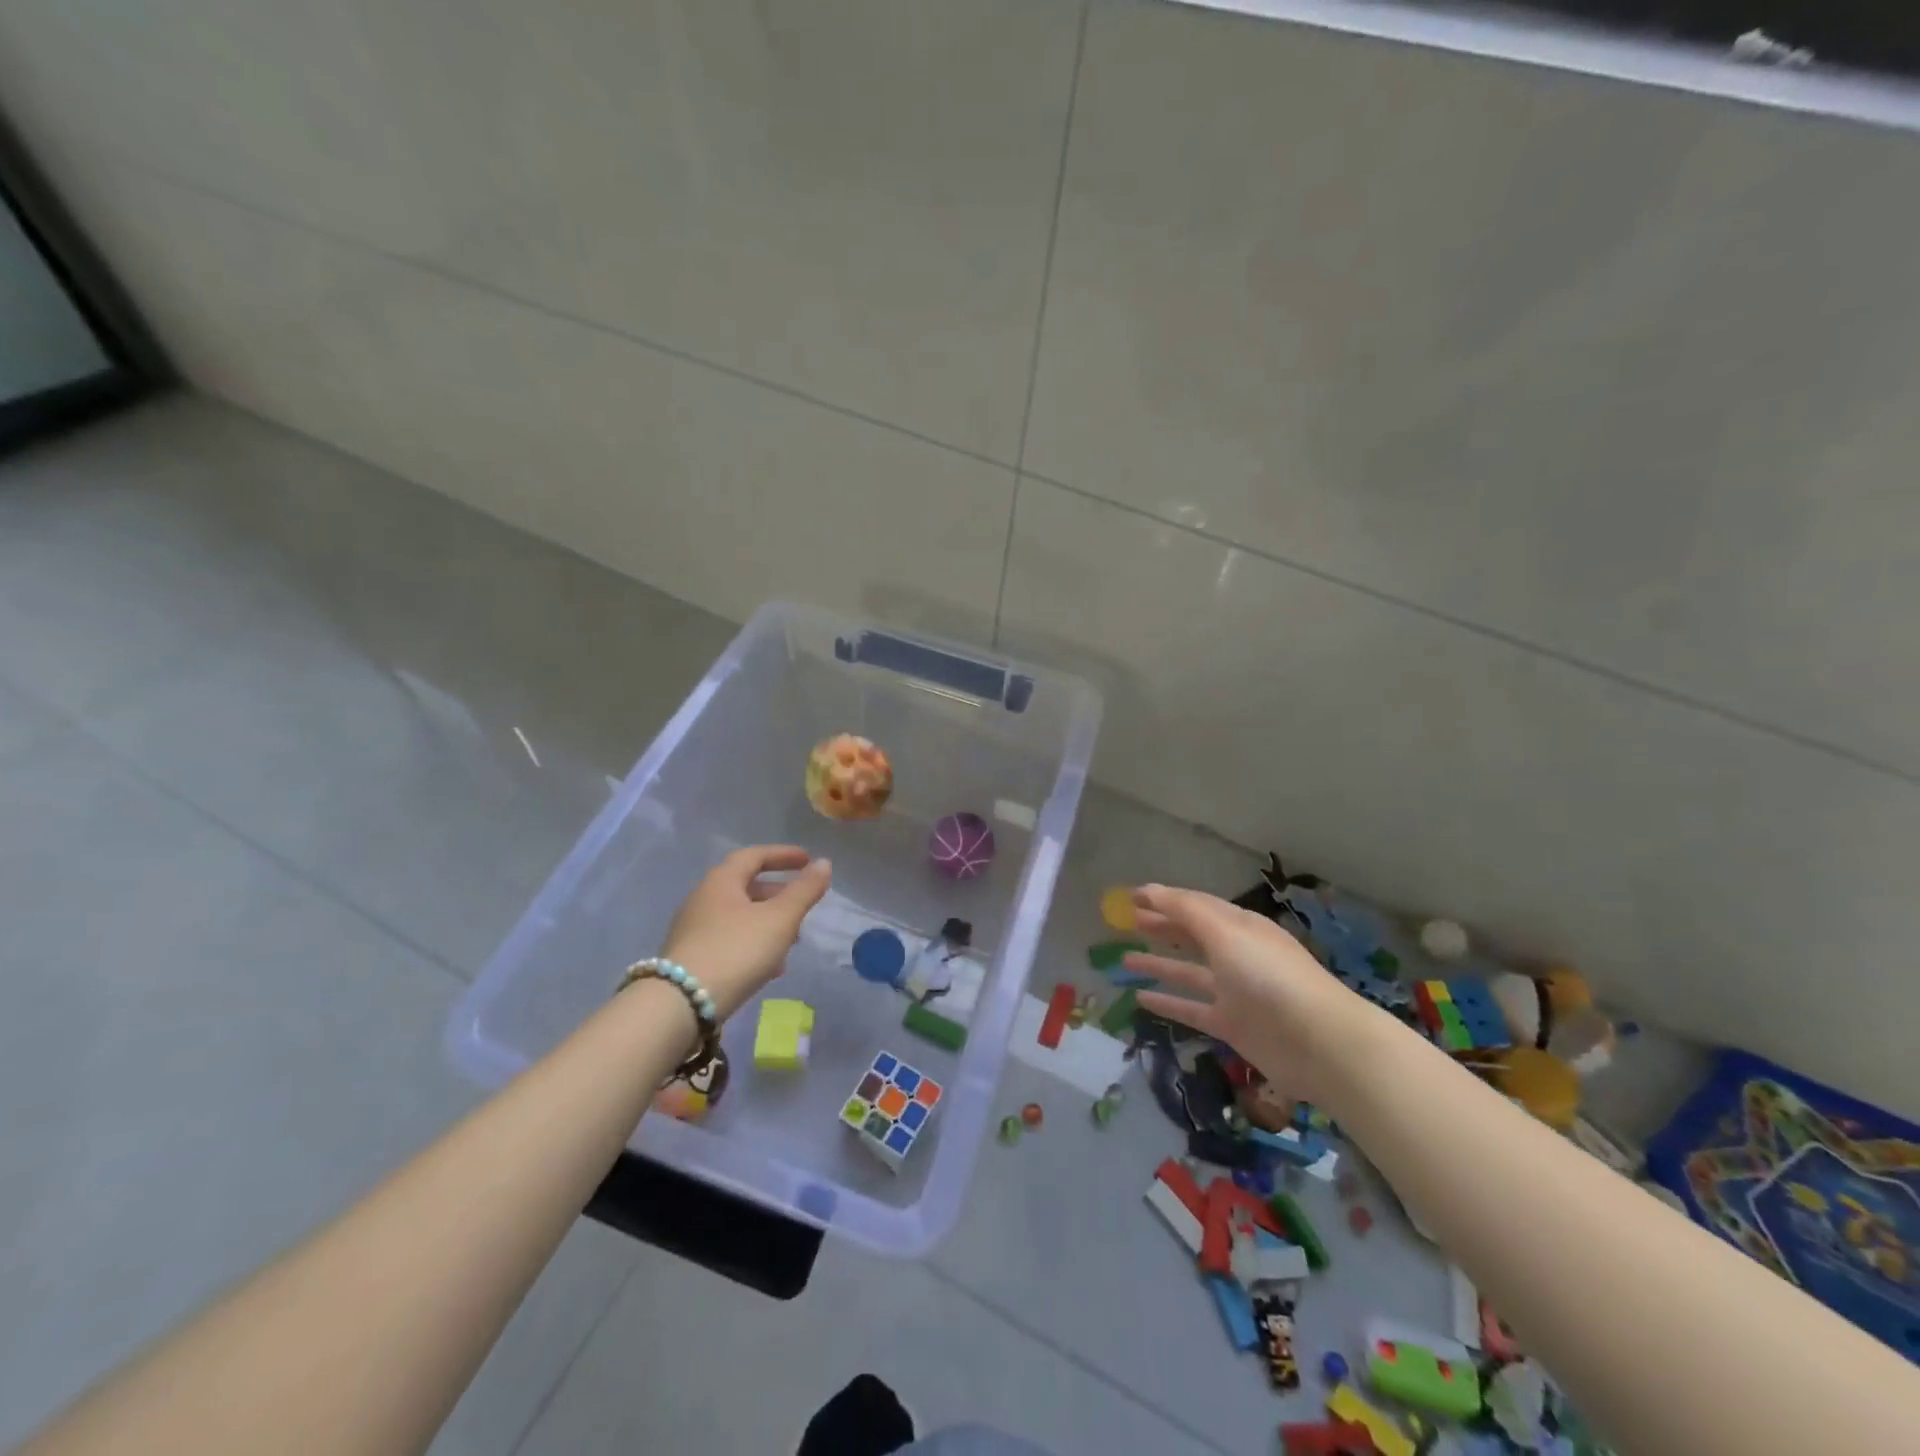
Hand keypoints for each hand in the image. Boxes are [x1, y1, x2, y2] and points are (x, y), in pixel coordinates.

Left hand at [661, 846, 832, 1018]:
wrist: (680, 1004)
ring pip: (738, 916)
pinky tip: (769, 968)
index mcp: (722, 881)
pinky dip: (753, 943)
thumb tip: (824, 863)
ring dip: (767, 922)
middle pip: (745, 886)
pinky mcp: (689, 957)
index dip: (783, 855)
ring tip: (792, 941)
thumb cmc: (737, 950)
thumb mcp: (780, 919)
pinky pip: (728, 939)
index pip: (754, 856)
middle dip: (777, 893)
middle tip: (802, 903)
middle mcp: (703, 898)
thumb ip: (804, 890)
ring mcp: (692, 929)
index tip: (807, 859)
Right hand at [1126, 883, 1380, 1105]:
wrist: (1320, 1043)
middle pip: (1191, 935)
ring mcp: (1234, 991)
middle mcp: (1236, 954)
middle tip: (1124, 922)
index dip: (1163, 899)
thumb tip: (1149, 890)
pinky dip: (1167, 1004)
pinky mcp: (1231, 1025)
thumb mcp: (1225, 933)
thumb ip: (1184, 910)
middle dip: (1160, 926)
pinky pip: (1192, 1009)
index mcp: (1239, 926)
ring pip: (1187, 972)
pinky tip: (1140, 999)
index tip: (1130, 896)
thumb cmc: (1269, 976)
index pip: (1195, 905)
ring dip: (1157, 964)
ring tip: (1122, 959)